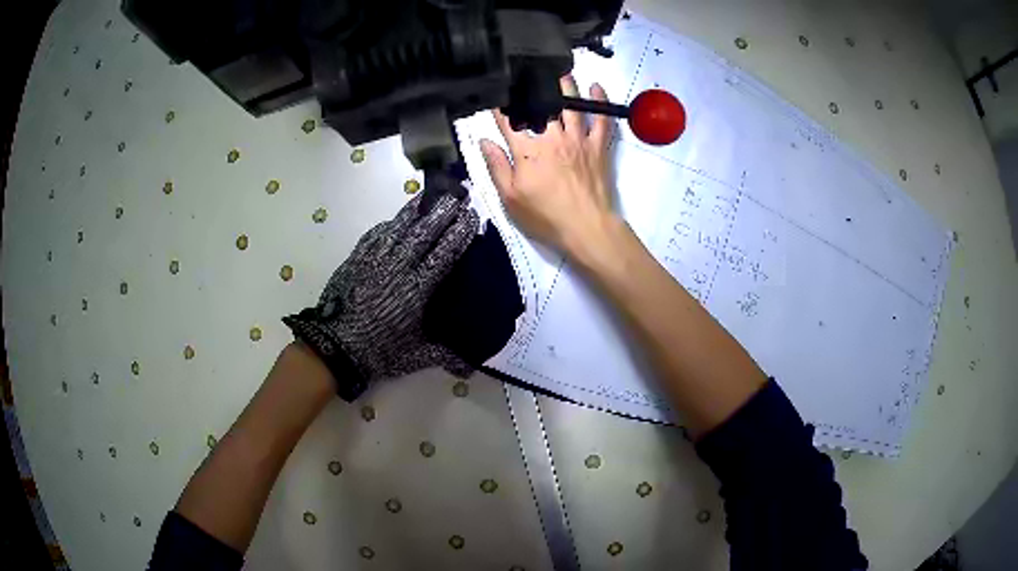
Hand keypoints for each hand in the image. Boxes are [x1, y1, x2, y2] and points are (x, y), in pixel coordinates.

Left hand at [284, 193, 478, 398]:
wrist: (334, 347)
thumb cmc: (377, 351)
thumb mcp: (415, 356)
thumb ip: (444, 354)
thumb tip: (470, 367)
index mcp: (417, 289)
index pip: (444, 253)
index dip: (459, 233)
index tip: (471, 217)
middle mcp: (399, 267)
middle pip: (424, 232)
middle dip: (442, 212)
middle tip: (456, 195)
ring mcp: (375, 260)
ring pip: (399, 227)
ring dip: (415, 210)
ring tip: (427, 196)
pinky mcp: (356, 259)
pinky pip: (375, 235)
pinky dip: (388, 225)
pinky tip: (394, 220)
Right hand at [480, 75, 615, 256]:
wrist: (586, 227)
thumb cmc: (545, 216)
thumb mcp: (510, 198)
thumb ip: (496, 167)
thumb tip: (484, 141)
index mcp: (527, 151)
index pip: (509, 122)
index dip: (500, 108)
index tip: (495, 96)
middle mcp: (553, 138)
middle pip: (543, 105)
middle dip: (534, 88)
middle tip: (530, 74)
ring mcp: (578, 140)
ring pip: (571, 105)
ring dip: (566, 86)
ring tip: (560, 72)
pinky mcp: (598, 146)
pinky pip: (601, 119)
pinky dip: (600, 101)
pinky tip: (596, 87)